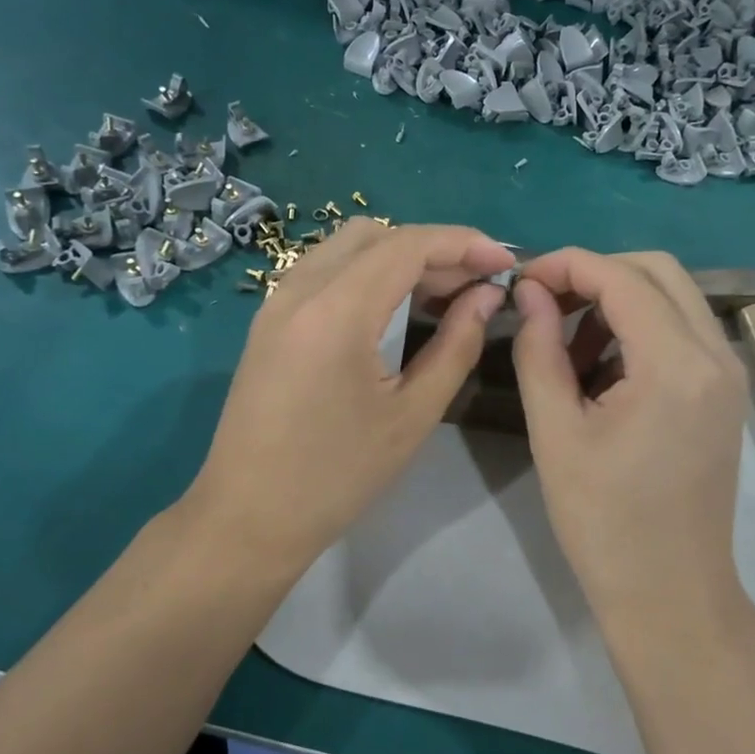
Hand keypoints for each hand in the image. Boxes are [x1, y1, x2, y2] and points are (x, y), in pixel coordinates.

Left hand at [184, 219, 514, 584]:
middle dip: (434, 249)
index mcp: (336, 311)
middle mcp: (299, 290)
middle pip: (376, 235)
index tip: (505, 264)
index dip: (464, 245)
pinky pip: (325, 272)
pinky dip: (368, 274)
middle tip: (476, 285)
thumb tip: (486, 297)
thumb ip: (455, 345)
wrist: (249, 518)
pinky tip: (396, 309)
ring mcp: (276, 303)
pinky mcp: (269, 321)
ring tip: (443, 295)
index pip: (407, 245)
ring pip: (347, 248)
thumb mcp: (412, 415)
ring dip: (399, 258)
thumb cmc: (338, 476)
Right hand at [511, 249, 748, 621]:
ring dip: (618, 302)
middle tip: (546, 306)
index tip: (522, 281)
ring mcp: (728, 374)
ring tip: (568, 350)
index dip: (566, 265)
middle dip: (595, 275)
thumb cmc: (604, 522)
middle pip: (657, 272)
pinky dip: (640, 330)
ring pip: (673, 298)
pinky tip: (603, 372)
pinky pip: (683, 332)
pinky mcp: (726, 394)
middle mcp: (716, 355)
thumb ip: (539, 349)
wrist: (671, 593)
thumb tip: (531, 292)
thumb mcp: (555, 432)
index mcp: (676, 365)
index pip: (621, 278)